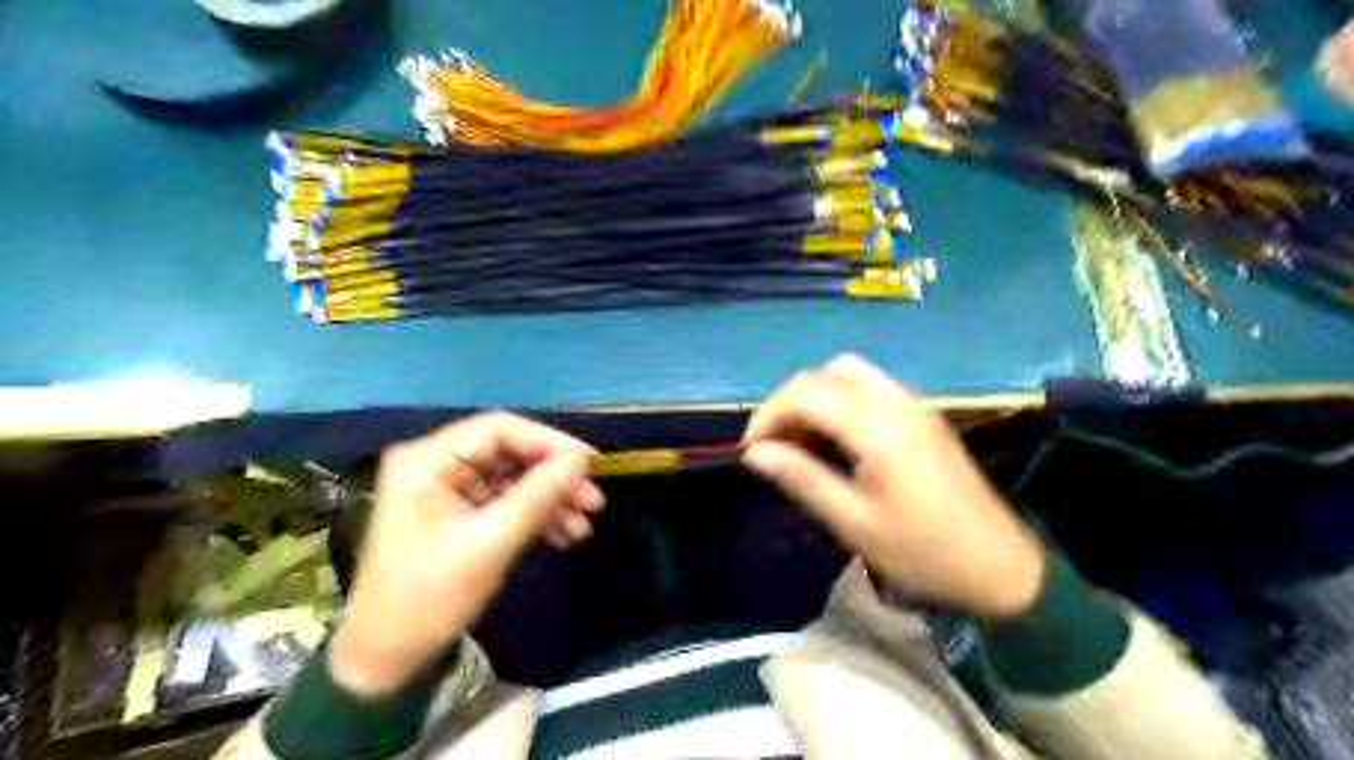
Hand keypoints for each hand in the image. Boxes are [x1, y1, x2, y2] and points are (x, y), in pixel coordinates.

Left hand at [327, 415, 602, 692]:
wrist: (388, 658)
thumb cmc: (430, 598)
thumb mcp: (491, 544)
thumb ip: (538, 497)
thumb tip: (582, 461)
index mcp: (428, 460)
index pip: (500, 430)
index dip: (551, 442)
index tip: (592, 464)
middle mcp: (437, 463)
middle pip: (511, 453)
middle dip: (555, 477)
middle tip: (594, 502)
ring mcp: (448, 487)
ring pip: (514, 477)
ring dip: (551, 499)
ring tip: (583, 527)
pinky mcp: (459, 511)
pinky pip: (507, 500)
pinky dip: (536, 515)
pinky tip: (564, 535)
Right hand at [740, 353, 1044, 618]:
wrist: (1000, 567)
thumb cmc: (923, 552)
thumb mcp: (854, 523)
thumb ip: (801, 478)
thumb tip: (754, 453)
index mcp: (878, 428)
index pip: (805, 393)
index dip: (768, 415)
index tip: (751, 450)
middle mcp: (896, 402)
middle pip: (827, 372)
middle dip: (790, 401)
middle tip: (774, 444)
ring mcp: (915, 405)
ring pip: (850, 373)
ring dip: (816, 397)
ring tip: (801, 440)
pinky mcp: (924, 415)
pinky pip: (871, 388)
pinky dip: (841, 400)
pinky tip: (836, 439)